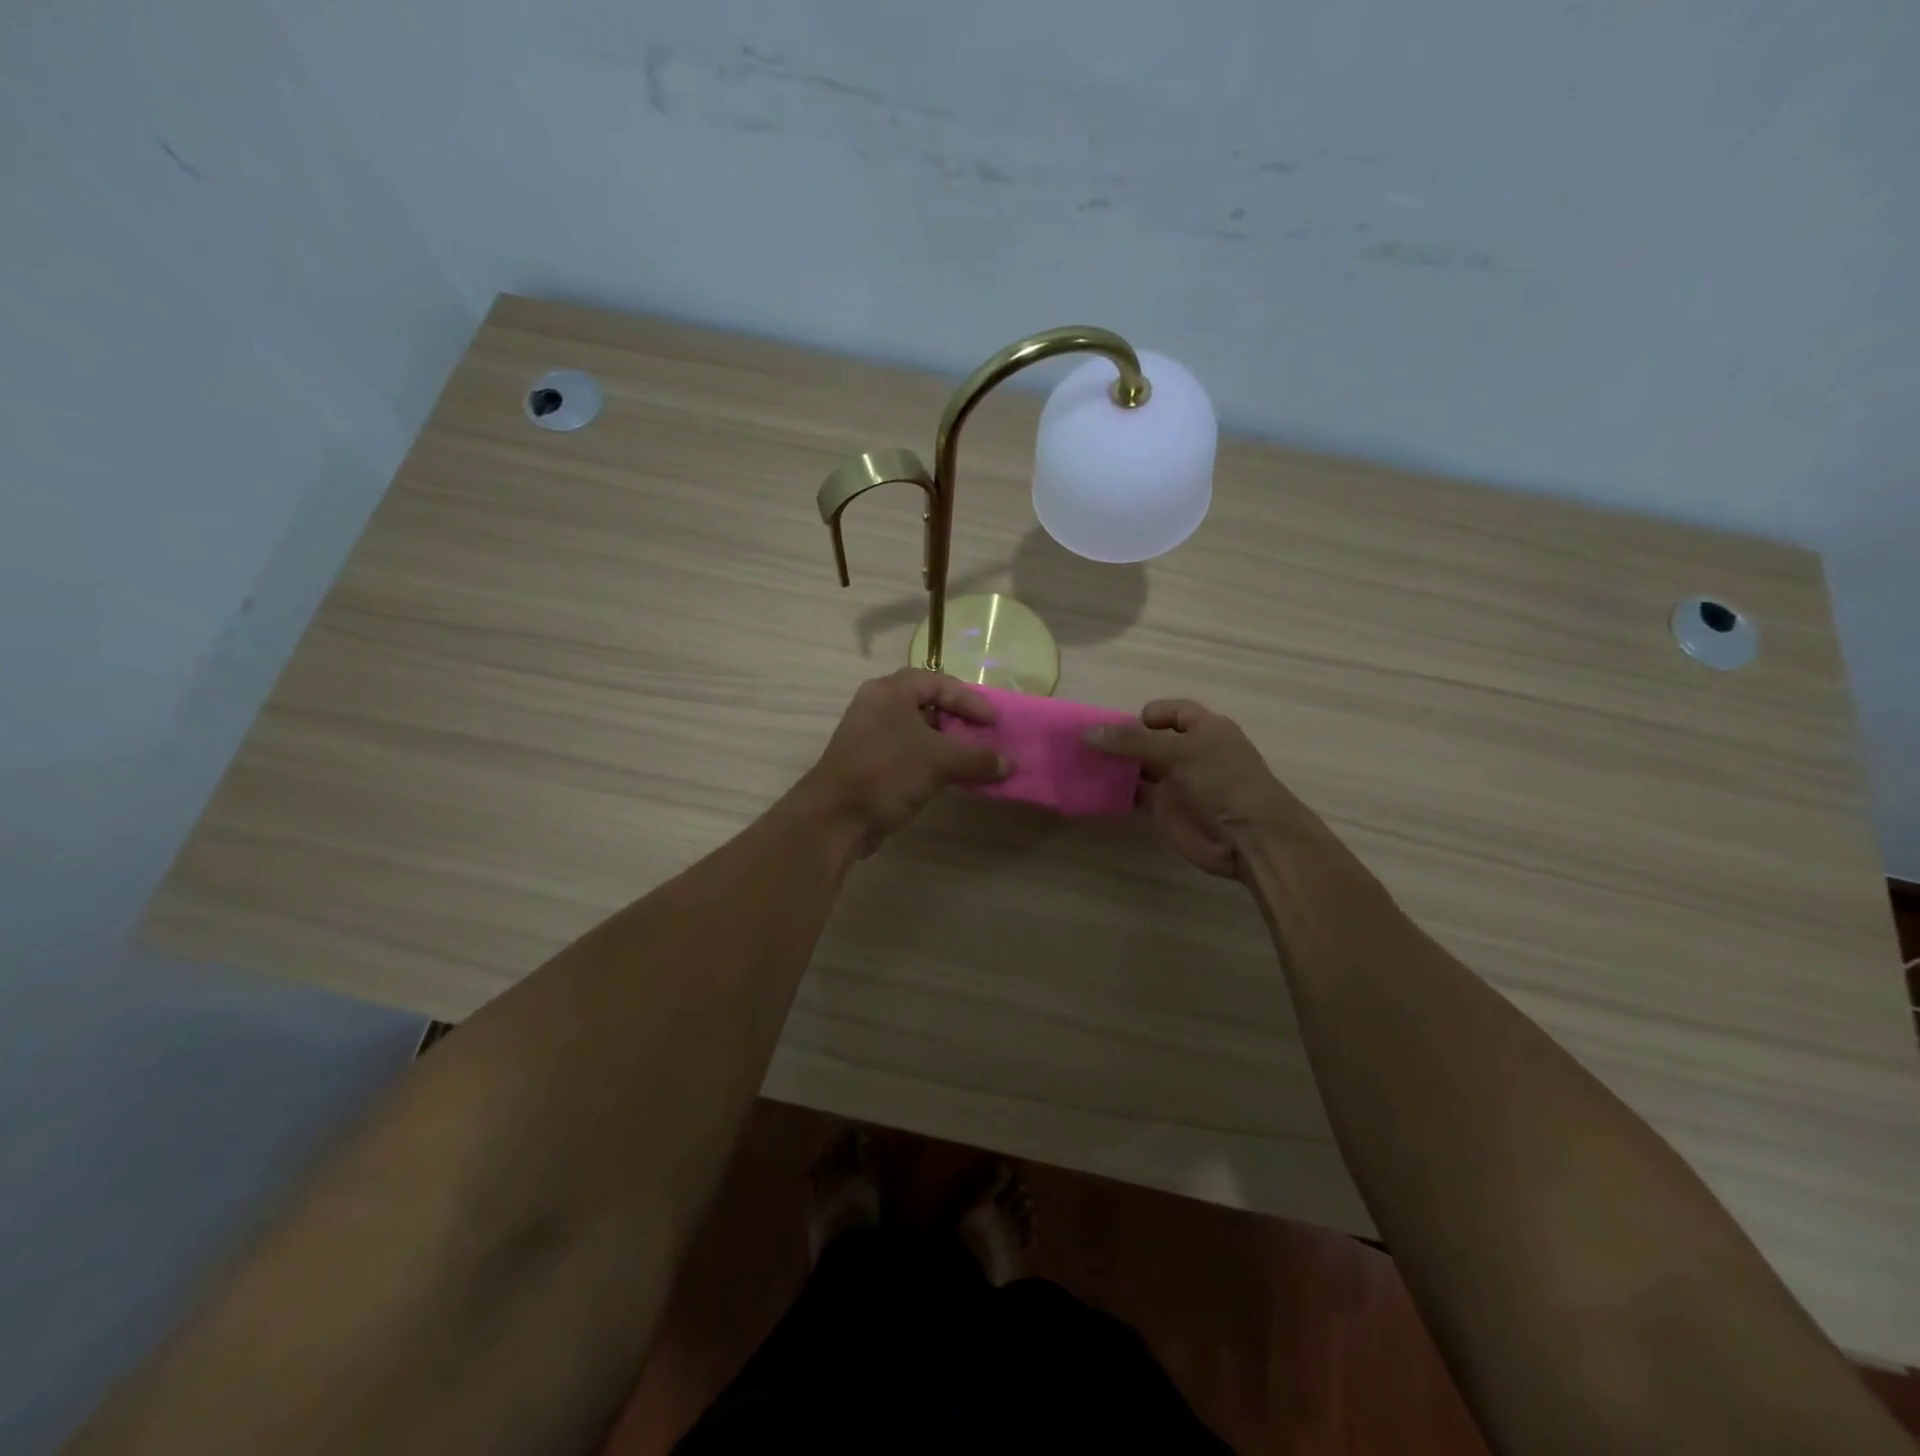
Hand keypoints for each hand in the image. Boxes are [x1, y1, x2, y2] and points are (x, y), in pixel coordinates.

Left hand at [798, 669, 1010, 855]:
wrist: (836, 817)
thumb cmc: (887, 772)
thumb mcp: (939, 760)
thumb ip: (978, 758)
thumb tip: (1010, 764)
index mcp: (890, 692)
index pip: (937, 682)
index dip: (969, 700)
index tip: (992, 722)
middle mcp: (878, 707)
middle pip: (927, 704)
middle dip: (959, 721)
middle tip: (983, 736)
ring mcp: (872, 736)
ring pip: (918, 732)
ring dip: (947, 744)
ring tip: (973, 759)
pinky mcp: (871, 764)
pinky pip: (909, 754)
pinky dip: (932, 762)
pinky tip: (951, 778)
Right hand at [1085, 699, 1319, 878]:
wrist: (1249, 838)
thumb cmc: (1223, 782)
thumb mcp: (1179, 752)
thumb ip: (1133, 741)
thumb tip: (1088, 732)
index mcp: (1203, 728)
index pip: (1170, 711)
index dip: (1145, 715)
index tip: (1117, 727)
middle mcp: (1188, 752)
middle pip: (1148, 739)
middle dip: (1120, 740)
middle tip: (1084, 744)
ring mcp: (1175, 782)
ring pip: (1138, 767)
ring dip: (1114, 765)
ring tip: (1080, 763)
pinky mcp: (1164, 809)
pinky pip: (1135, 794)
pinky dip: (1116, 791)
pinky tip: (1094, 788)